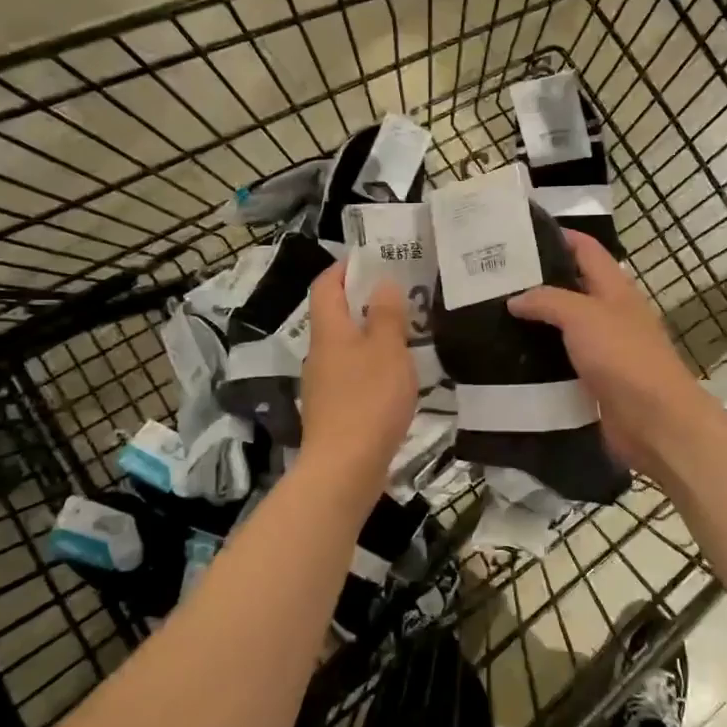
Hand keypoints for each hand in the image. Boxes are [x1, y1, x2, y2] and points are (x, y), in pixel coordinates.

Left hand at [299, 261, 418, 480]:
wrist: (344, 468)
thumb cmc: (368, 400)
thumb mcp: (387, 350)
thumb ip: (386, 314)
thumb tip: (381, 283)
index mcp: (329, 331)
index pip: (326, 285)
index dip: (344, 267)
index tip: (372, 258)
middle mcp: (320, 353)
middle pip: (336, 315)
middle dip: (364, 301)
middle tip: (402, 295)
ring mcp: (324, 384)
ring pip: (347, 347)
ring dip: (372, 335)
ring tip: (406, 334)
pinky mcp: (334, 411)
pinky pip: (353, 375)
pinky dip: (372, 366)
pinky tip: (397, 378)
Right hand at [507, 231, 726, 473]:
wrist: (654, 421)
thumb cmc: (623, 357)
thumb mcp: (583, 316)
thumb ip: (548, 301)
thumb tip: (515, 299)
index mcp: (615, 288)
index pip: (586, 249)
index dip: (558, 235)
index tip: (519, 233)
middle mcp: (611, 314)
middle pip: (572, 287)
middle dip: (537, 281)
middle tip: (493, 280)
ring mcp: (605, 349)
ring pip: (565, 326)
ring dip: (536, 322)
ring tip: (493, 317)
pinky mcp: (595, 381)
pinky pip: (563, 361)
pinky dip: (541, 358)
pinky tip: (511, 359)